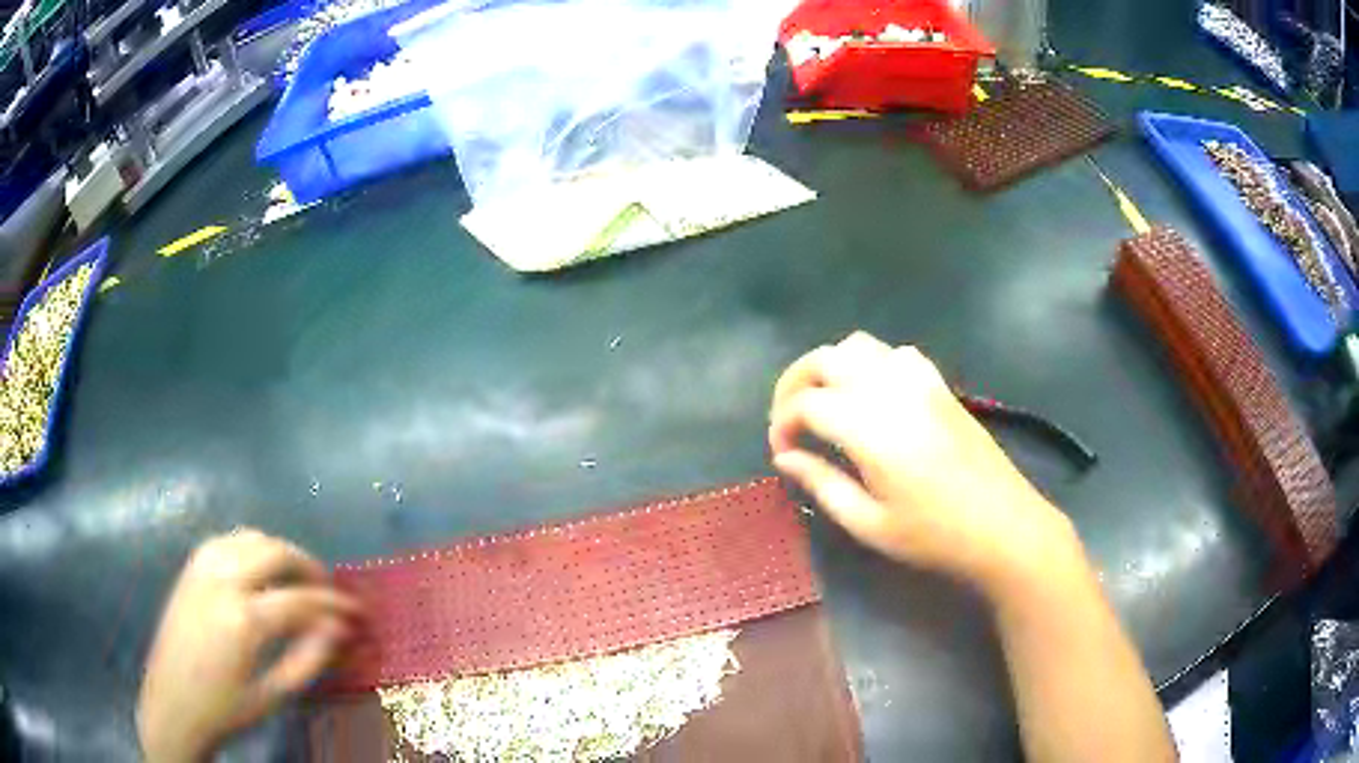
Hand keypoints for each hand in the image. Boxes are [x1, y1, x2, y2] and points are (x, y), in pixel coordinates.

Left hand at [137, 529, 361, 762]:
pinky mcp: (189, 568)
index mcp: (243, 620)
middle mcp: (221, 581)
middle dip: (310, 566)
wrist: (173, 704)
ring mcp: (201, 569)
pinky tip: (260, 568)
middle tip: (329, 589)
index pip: (301, 600)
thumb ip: (308, 659)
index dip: (334, 605)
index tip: (356, 612)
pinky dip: (251, 547)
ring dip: (280, 551)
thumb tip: (339, 630)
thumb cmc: (226, 709)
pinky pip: (226, 541)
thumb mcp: (273, 695)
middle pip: (275, 553)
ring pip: (250, 538)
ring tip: (298, 576)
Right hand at [769, 332, 1082, 597]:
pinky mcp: (940, 384)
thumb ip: (822, 483)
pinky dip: (870, 364)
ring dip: (831, 367)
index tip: (782, 453)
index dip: (783, 424)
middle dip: (795, 383)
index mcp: (869, 426)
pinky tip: (872, 397)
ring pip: (859, 346)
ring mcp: (919, 380)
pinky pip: (894, 353)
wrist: (1003, 525)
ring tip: (824, 404)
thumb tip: (786, 457)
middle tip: (789, 421)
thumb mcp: (869, 523)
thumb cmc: (933, 535)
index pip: (806, 403)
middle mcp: (890, 389)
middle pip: (826, 358)